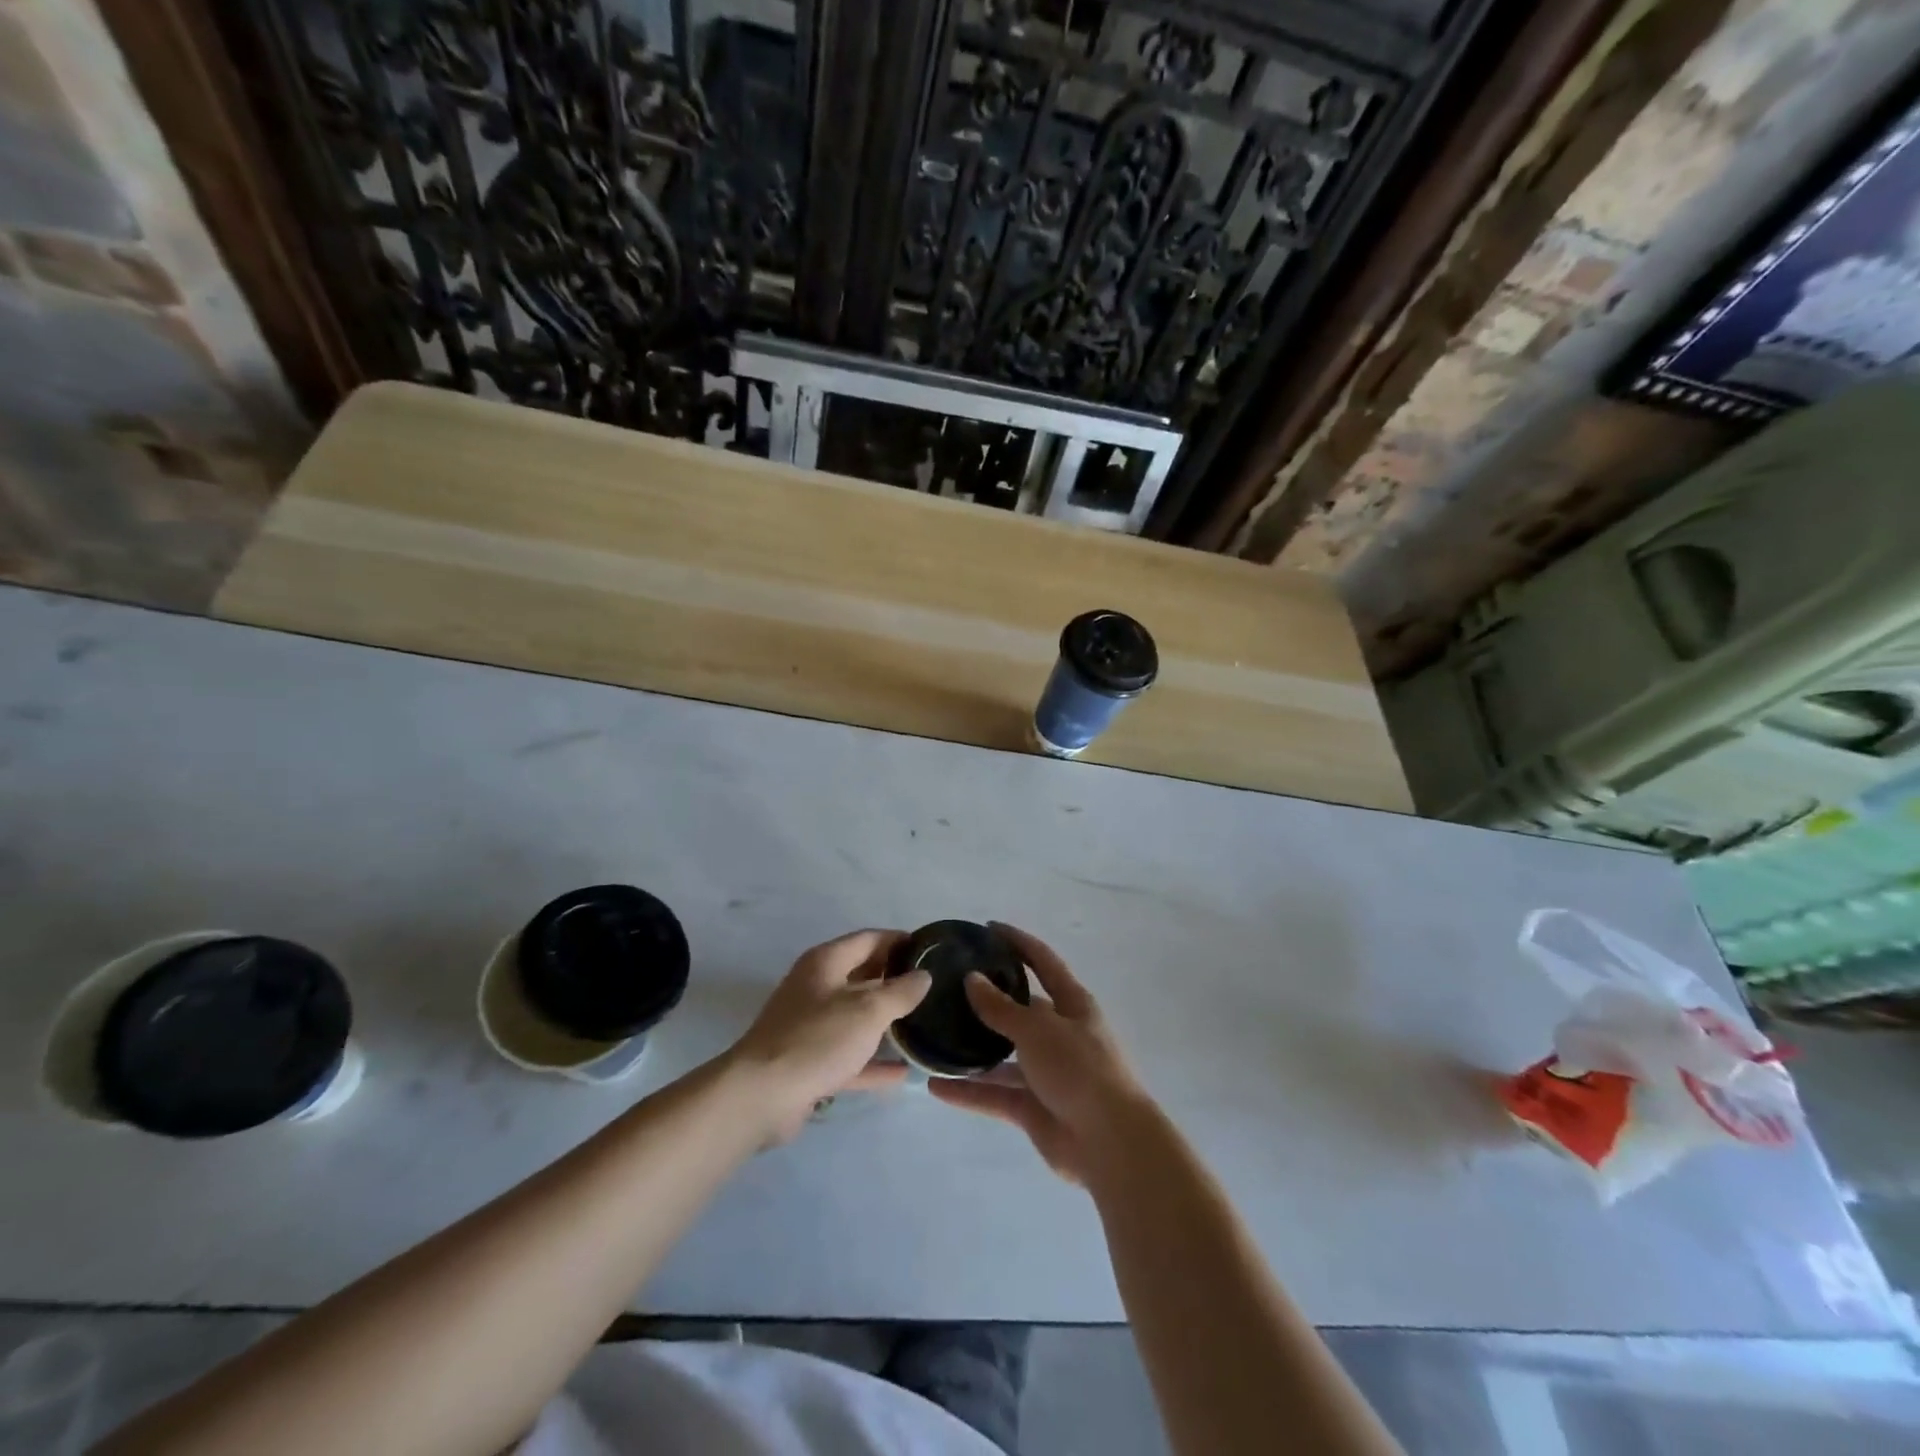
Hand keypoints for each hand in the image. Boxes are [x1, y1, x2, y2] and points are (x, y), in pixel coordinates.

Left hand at [726, 929, 930, 1143]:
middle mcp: (816, 987)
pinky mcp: (810, 1061)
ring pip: (856, 1016)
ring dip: (885, 1021)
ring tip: (923, 1024)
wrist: (761, 1096)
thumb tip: (923, 975)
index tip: (930, 950)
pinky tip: (903, 1072)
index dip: (899, 941)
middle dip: (895, 979)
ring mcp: (811, 1026)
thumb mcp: (867, 1011)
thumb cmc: (817, 1039)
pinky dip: (873, 1061)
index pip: (869, 939)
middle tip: (932, 987)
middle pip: (862, 975)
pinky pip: (850, 1055)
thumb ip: (900, 991)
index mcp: (826, 962)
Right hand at [928, 923, 1150, 1184]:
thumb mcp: (1038, 1029)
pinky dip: (968, 1091)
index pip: (1042, 961)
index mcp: (1072, 1004)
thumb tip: (973, 979)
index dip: (1018, 942)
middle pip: (1019, 1009)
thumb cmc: (1079, 1069)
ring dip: (972, 1049)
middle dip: (987, 999)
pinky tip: (935, 1086)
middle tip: (947, 988)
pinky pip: (995, 1093)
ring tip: (934, 1036)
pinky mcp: (1034, 1107)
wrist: (1110, 1143)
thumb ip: (1001, 1007)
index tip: (988, 928)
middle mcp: (1059, 1033)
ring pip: (1002, 1055)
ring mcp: (1046, 1072)